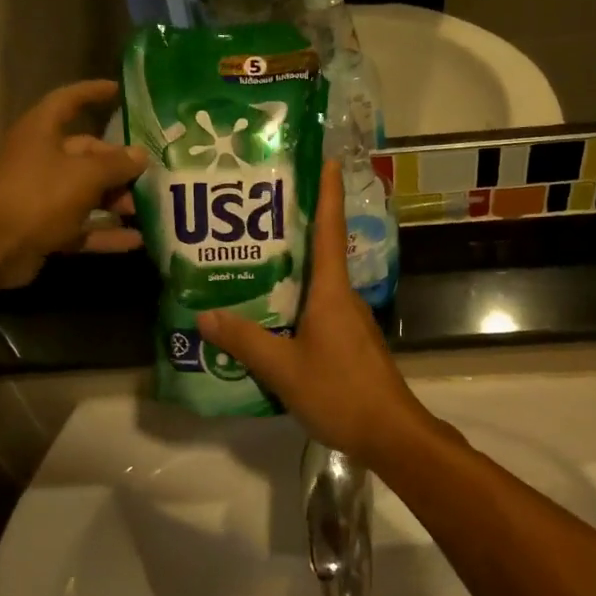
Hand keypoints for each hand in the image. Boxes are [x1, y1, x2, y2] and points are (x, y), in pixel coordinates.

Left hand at [0, 80, 147, 289]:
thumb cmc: (36, 196)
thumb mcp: (84, 175)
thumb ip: (116, 164)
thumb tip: (141, 155)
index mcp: (41, 132)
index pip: (69, 101)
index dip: (92, 92)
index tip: (118, 90)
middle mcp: (40, 159)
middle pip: (86, 154)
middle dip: (119, 165)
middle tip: (151, 175)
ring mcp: (41, 196)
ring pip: (86, 193)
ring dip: (116, 201)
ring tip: (147, 209)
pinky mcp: (44, 228)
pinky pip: (82, 226)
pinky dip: (105, 232)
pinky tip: (136, 240)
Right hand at [199, 162, 437, 469]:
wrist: (390, 435)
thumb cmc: (340, 391)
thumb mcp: (283, 367)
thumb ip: (244, 340)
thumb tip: (204, 315)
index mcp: (332, 291)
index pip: (330, 230)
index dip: (329, 193)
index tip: (327, 160)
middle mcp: (344, 297)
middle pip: (319, 254)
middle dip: (291, 233)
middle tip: (252, 218)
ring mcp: (350, 321)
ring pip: (316, 287)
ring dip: (289, 274)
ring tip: (249, 267)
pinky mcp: (350, 344)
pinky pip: (318, 312)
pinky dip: (295, 306)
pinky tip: (269, 318)